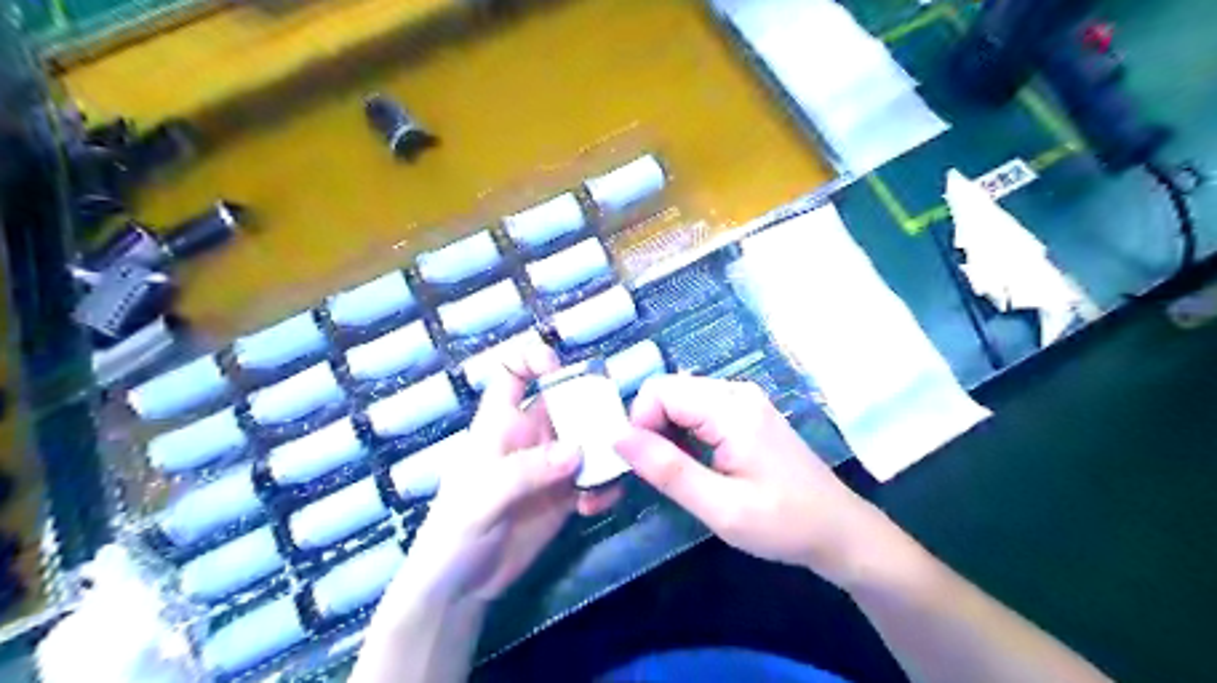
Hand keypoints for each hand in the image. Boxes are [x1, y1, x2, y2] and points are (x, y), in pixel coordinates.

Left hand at [395, 344, 614, 604]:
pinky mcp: (565, 496)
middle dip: (590, 407)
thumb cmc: (454, 533)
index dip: (531, 359)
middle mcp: (529, 437)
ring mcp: (550, 467)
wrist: (460, 589)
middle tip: (613, 426)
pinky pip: (594, 479)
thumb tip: (576, 450)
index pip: (511, 375)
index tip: (557, 368)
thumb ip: (525, 471)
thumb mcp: (481, 497)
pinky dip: (604, 485)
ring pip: (587, 439)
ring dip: (605, 449)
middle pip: (565, 403)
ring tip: (613, 470)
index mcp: (499, 425)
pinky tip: (596, 505)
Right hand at [619, 374, 890, 586]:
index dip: (639, 424)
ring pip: (680, 401)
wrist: (840, 531)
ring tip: (676, 475)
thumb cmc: (784, 524)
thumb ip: (668, 470)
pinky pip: (698, 410)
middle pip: (668, 392)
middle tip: (657, 476)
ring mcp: (743, 400)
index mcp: (731, 408)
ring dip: (665, 433)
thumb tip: (618, 437)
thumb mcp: (722, 508)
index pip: (659, 390)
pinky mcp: (745, 413)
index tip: (642, 466)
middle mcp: (736, 392)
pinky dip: (684, 434)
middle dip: (649, 428)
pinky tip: (695, 465)